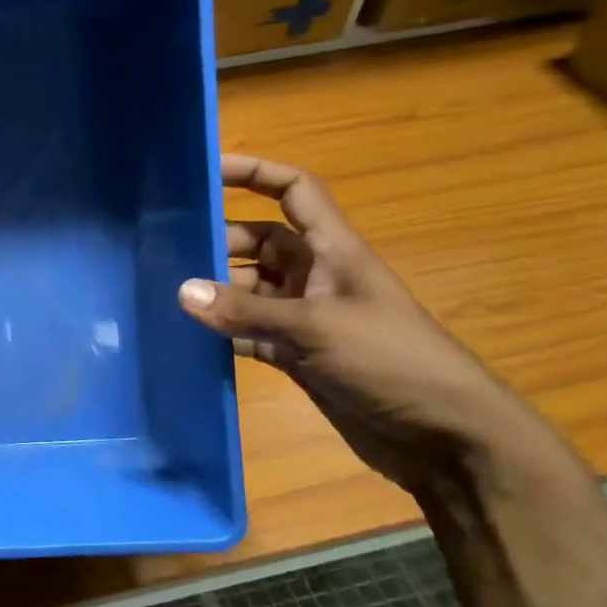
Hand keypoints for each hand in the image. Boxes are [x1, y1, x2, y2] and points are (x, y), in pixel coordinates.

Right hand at [177, 154, 553, 495]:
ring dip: (215, 294)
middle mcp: (316, 276)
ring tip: (164, 297)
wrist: (442, 436)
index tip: (207, 170)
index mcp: (333, 250)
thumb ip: (246, 310)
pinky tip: (187, 339)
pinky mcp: (297, 355)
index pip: (294, 191)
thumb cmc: (390, 361)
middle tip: (164, 251)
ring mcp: (305, 318)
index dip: (255, 172)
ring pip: (249, 291)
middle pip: (259, 242)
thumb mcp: (316, 328)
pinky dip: (223, 334)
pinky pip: (249, 333)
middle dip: (218, 242)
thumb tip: (182, 292)